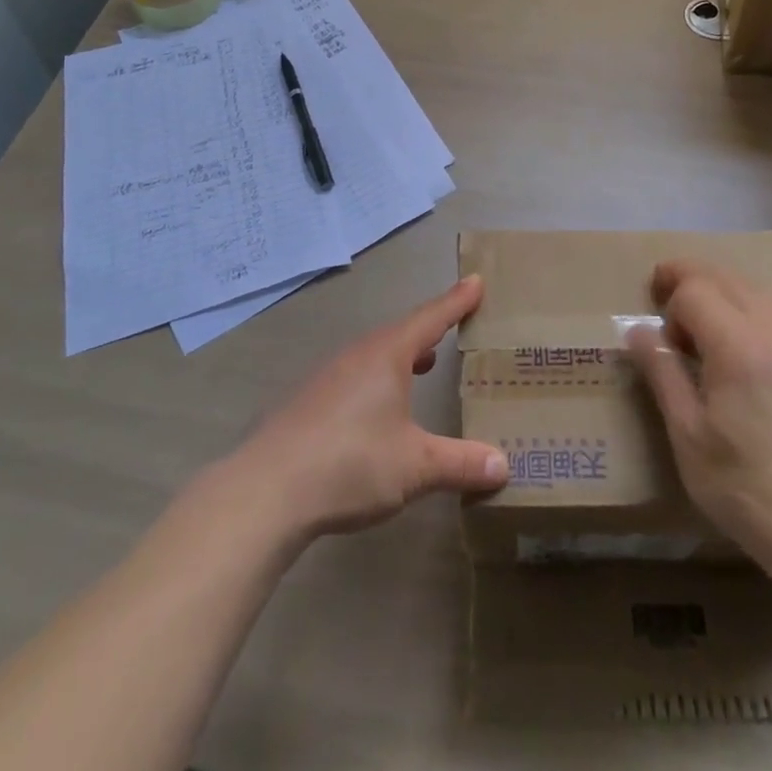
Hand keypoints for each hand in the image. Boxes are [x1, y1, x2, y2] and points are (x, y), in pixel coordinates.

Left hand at [229, 275, 507, 540]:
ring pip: (377, 354)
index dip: (456, 301)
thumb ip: (460, 463)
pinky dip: (381, 377)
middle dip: (431, 328)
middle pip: (403, 332)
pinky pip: (357, 375)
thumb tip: (504, 465)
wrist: (267, 490)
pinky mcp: (311, 401)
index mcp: (387, 355)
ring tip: (425, 361)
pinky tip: (382, 405)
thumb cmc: (350, 463)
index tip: (476, 280)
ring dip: (404, 354)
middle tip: (456, 321)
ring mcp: (330, 376)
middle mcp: (359, 355)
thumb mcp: (415, 466)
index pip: (431, 318)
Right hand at [626, 259, 771, 576]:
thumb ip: (662, 372)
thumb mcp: (687, 433)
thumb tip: (637, 330)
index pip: (695, 290)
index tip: (659, 332)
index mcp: (737, 346)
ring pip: (755, 287)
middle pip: (724, 277)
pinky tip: (749, 327)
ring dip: (722, 289)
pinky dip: (758, 303)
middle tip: (664, 298)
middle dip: (689, 279)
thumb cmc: (742, 484)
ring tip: (702, 317)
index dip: (670, 300)